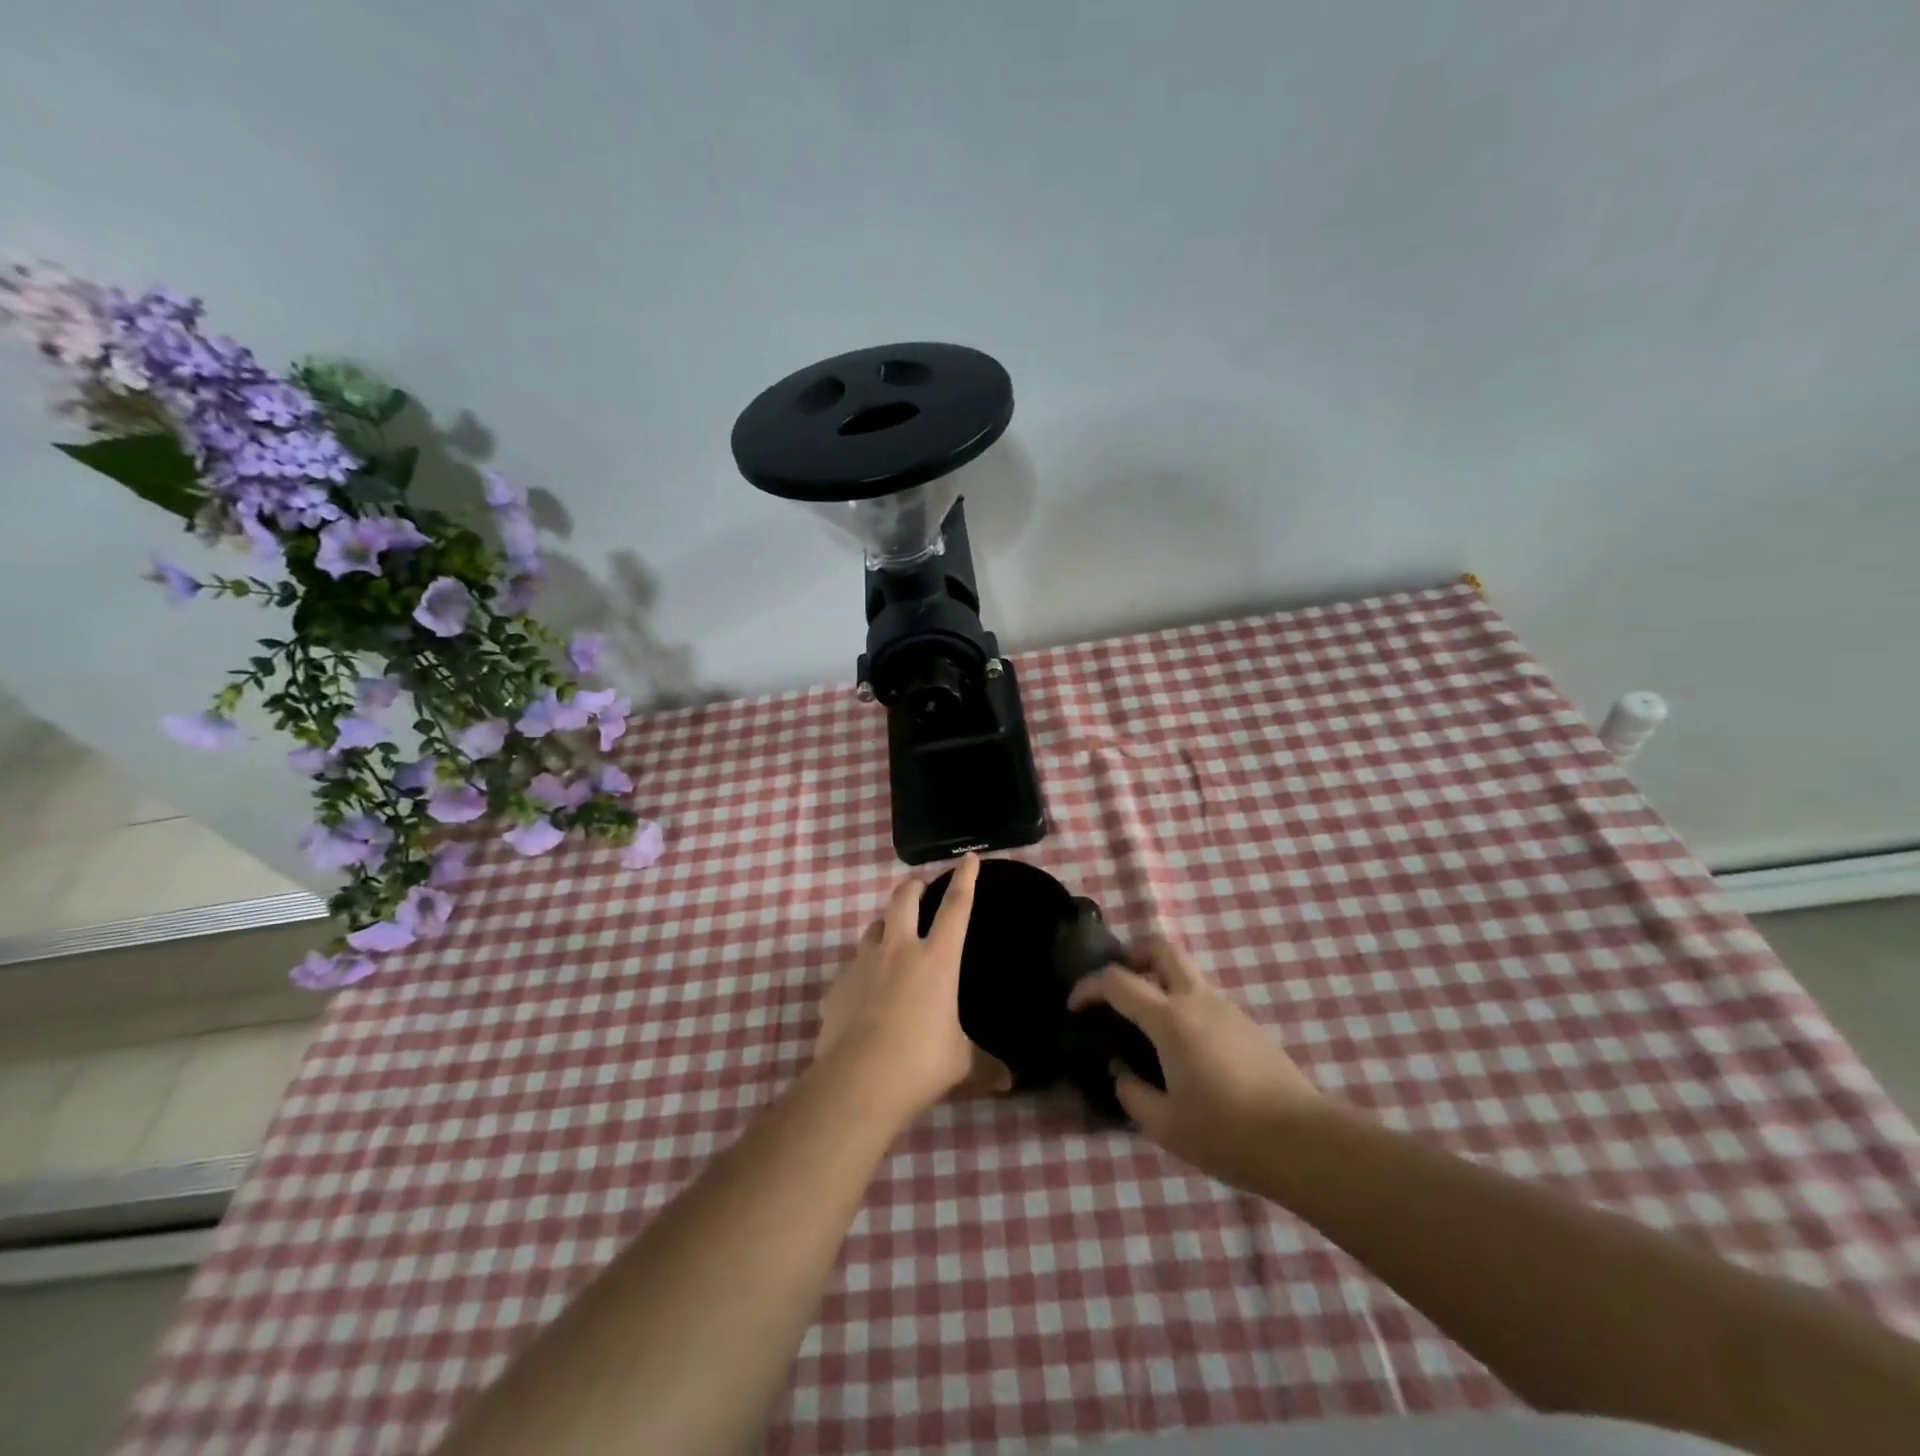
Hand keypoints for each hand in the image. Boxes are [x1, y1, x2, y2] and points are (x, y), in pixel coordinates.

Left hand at [814, 854, 1008, 1122]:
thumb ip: (985, 1065)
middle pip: (903, 898)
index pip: (957, 907)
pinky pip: (850, 970)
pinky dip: (860, 975)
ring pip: (872, 928)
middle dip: (913, 888)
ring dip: (885, 927)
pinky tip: (863, 997)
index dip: (965, 879)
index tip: (969, 858)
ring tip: (891, 941)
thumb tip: (1010, 1082)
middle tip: (920, 891)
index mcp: (937, 959)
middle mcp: (898, 950)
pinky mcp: (836, 987)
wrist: (859, 1080)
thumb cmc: (921, 1063)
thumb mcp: (961, 1064)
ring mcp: (862, 965)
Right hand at [1068, 937, 1320, 1187]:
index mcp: (1170, 1019)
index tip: (1074, 1006)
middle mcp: (1198, 1000)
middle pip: (1161, 949)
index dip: (1088, 987)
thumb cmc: (1227, 1133)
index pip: (1118, 981)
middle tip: (1117, 987)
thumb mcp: (1165, 1125)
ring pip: (1186, 973)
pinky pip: (1205, 1000)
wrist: (1305, 1144)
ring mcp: (1228, 1009)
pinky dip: (1183, 1006)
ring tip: (1147, 1028)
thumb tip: (1122, 1072)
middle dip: (1132, 955)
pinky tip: (1184, 1052)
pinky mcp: (1249, 1026)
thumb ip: (1132, 1093)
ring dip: (1160, 983)